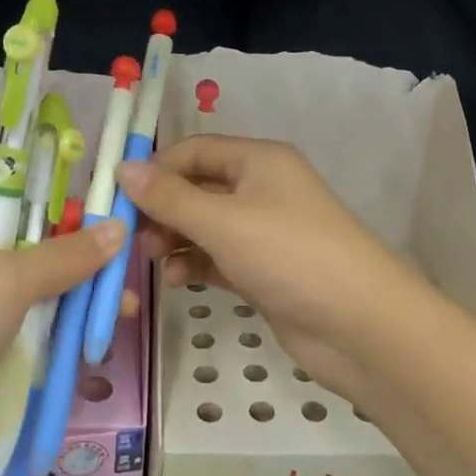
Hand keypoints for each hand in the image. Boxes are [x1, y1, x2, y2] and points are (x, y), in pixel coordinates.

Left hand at [0, 203, 126, 475]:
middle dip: (85, 267)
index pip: (24, 206)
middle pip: (39, 256)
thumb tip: (120, 228)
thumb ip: (67, 256)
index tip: (116, 223)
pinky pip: (34, 342)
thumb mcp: (7, 278)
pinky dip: (63, 343)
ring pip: (42, 302)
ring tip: (123, 315)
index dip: (69, 212)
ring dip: (80, 307)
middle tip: (127, 276)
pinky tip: (96, 346)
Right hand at [117, 136, 430, 401]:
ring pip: (206, 226)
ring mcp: (266, 232)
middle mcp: (262, 188)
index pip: (194, 150)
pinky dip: (197, 265)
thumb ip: (169, 197)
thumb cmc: (290, 255)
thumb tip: (122, 168)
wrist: (359, 325)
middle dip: (163, 209)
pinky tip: (178, 282)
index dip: (155, 169)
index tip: (116, 197)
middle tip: (134, 237)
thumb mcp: (224, 221)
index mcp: (259, 160)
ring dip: (176, 240)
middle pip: (198, 188)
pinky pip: (220, 258)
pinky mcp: (266, 271)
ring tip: (154, 260)